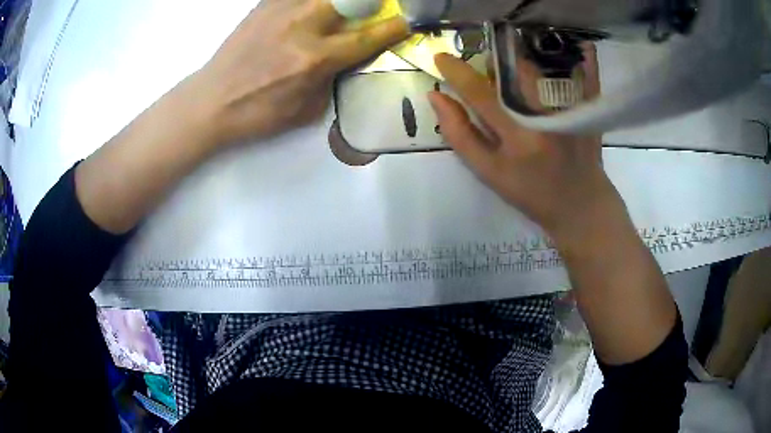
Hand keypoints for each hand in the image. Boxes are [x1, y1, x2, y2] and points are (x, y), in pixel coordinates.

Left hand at [193, 0, 407, 144]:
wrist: (211, 101)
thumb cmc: (257, 112)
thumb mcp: (306, 109)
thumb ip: (334, 78)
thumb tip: (350, 56)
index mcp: (315, 58)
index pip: (370, 36)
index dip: (395, 27)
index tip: (409, 21)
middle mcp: (304, 26)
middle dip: (372, 4)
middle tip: (373, 11)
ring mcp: (283, 9)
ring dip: (342, 2)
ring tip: (341, 12)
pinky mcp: (266, 3)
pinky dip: (311, 0)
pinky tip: (311, 9)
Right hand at [428, 48, 623, 246]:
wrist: (581, 204)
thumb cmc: (531, 193)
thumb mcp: (489, 172)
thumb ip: (460, 134)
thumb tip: (435, 96)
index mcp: (518, 137)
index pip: (479, 93)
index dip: (456, 71)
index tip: (441, 58)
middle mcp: (545, 117)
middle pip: (513, 68)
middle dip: (492, 62)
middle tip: (488, 73)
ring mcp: (570, 108)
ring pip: (539, 64)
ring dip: (518, 59)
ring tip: (515, 74)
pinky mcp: (587, 105)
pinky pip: (578, 70)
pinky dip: (566, 60)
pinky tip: (561, 61)